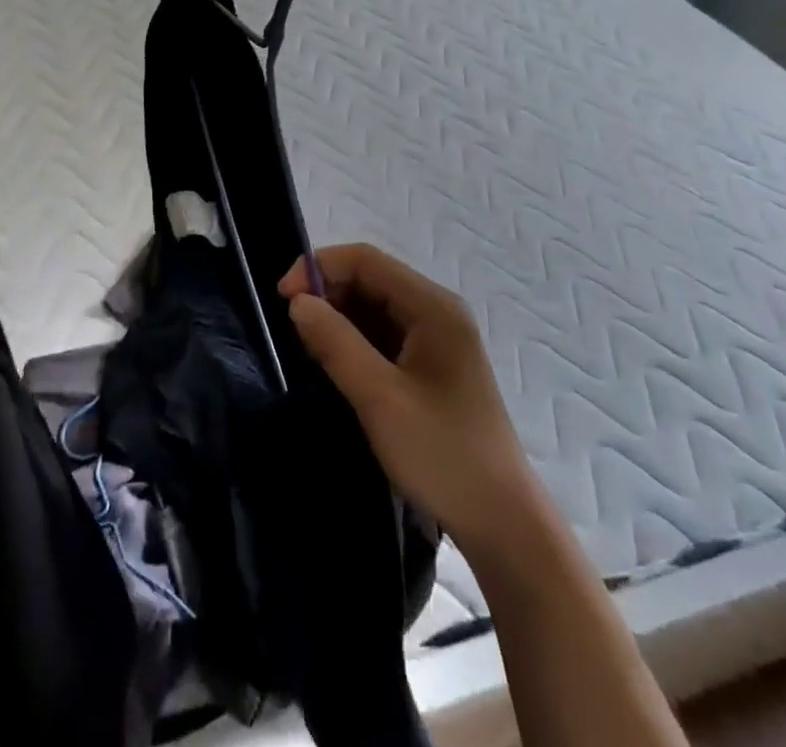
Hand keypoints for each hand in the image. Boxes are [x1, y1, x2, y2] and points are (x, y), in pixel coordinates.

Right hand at [280, 245, 528, 545]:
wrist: (503, 525)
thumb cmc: (443, 455)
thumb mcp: (380, 398)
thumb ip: (335, 342)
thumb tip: (297, 302)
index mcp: (433, 307)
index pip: (365, 260)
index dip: (319, 268)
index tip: (283, 298)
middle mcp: (436, 311)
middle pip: (369, 278)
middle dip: (326, 294)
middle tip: (293, 330)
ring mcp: (435, 338)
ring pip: (372, 306)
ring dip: (337, 318)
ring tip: (309, 350)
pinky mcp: (429, 364)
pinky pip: (381, 333)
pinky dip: (352, 340)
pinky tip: (334, 364)